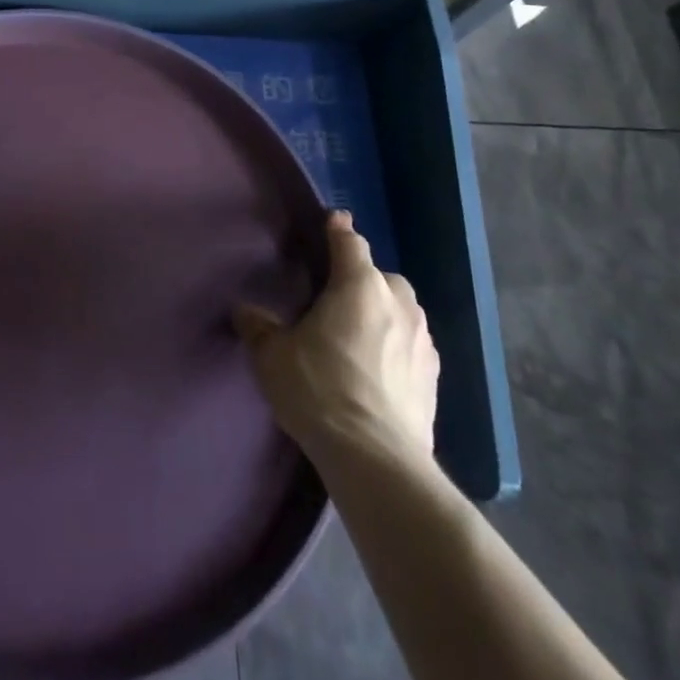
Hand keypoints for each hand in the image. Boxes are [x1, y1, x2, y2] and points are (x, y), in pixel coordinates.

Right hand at [234, 210, 438, 472]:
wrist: (375, 458)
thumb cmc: (319, 389)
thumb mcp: (272, 356)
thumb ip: (258, 327)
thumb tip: (245, 311)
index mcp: (359, 286)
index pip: (350, 242)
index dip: (338, 230)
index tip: (333, 221)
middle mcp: (398, 304)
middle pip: (382, 276)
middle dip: (363, 279)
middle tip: (337, 298)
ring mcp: (423, 342)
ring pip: (402, 312)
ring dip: (384, 314)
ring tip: (359, 336)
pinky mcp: (434, 379)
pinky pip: (412, 347)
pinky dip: (397, 348)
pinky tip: (379, 371)